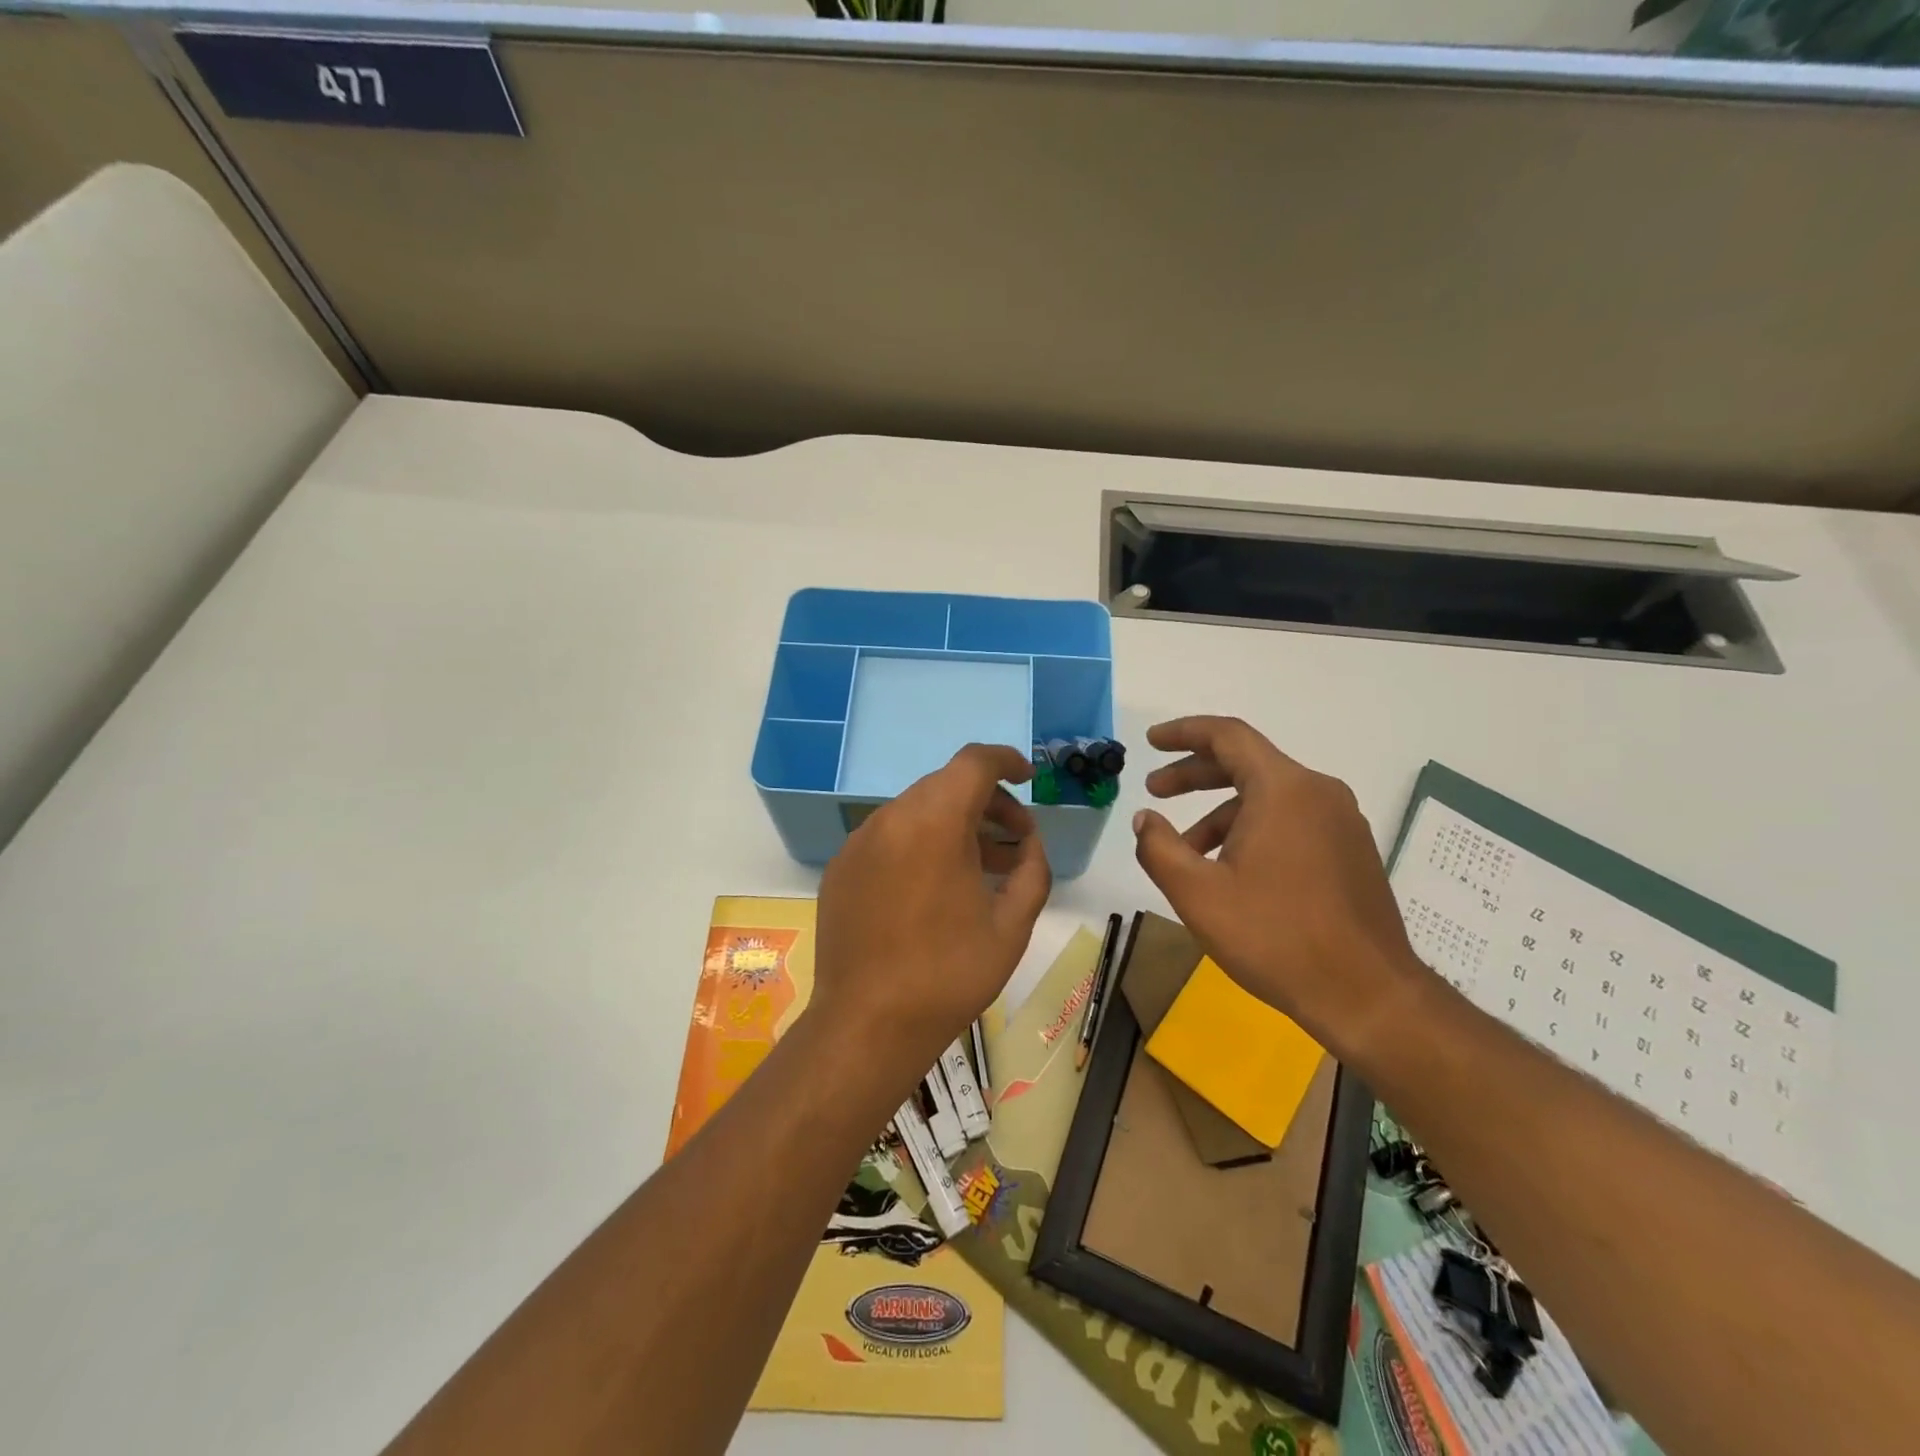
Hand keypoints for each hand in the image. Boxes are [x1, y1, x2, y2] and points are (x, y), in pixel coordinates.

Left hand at [813, 744, 1051, 1091]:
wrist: (867, 1025)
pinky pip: (889, 838)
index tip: (1029, 778)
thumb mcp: (1012, 926)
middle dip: (987, 802)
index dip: (1007, 761)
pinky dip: (920, 844)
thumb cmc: (948, 975)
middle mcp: (890, 819)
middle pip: (945, 786)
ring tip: (984, 865)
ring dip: (955, 825)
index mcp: (934, 822)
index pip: (974, 762)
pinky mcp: (841, 868)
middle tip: (1016, 840)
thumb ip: (1032, 870)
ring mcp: (858, 842)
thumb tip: (1028, 844)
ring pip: (916, 811)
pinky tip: (935, 887)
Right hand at [1131, 715, 1422, 1055]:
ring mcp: (1341, 822)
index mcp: (1284, 789)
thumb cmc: (1275, 937)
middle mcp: (1318, 793)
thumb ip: (1159, 847)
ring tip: (1186, 850)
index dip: (1183, 732)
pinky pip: (1292, 820)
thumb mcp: (1198, 894)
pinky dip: (1252, 828)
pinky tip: (1231, 869)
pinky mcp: (1351, 851)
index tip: (1151, 741)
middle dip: (1195, 774)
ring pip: (1269, 796)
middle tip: (1155, 791)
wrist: (1367, 996)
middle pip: (1247, 763)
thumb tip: (1145, 818)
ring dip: (1221, 811)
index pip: (1227, 736)